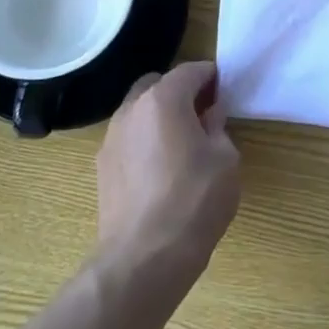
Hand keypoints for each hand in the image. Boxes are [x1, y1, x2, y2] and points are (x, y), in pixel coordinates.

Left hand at [97, 61, 240, 287]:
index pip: (189, 71)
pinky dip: (145, 139)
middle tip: (202, 112)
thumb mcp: (225, 160)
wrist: (143, 258)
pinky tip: (160, 166)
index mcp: (164, 99)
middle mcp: (132, 109)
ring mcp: (111, 138)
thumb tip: (210, 115)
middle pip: (157, 84)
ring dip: (159, 115)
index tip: (223, 85)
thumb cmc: (194, 201)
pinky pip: (128, 138)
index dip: (209, 75)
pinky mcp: (102, 166)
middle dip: (180, 91)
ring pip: (138, 111)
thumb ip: (218, 128)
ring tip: (181, 141)